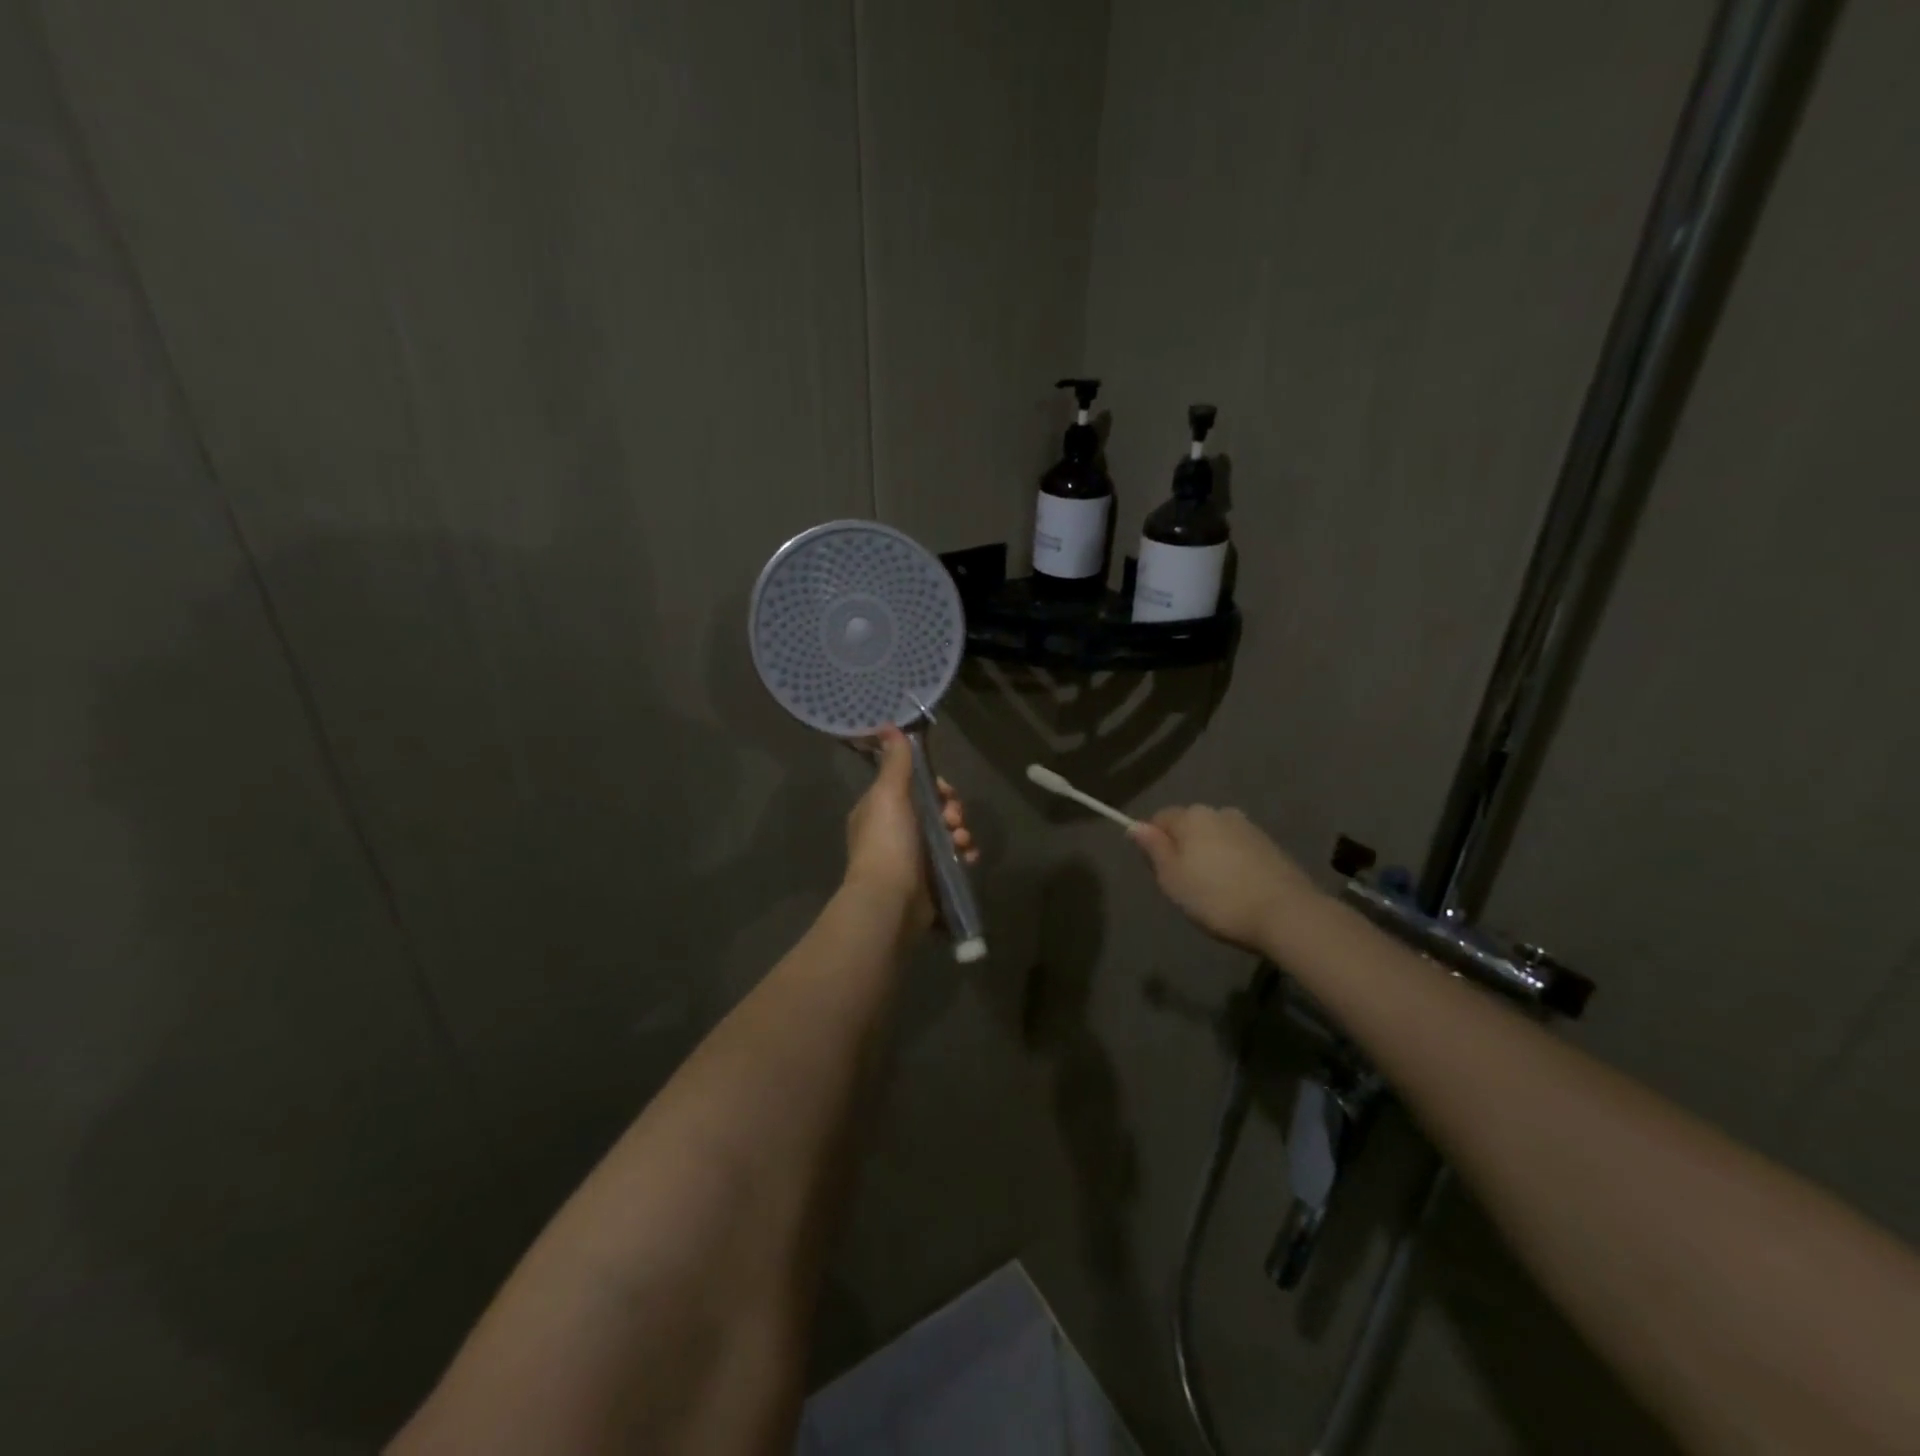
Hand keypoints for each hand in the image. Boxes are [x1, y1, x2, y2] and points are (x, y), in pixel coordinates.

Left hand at [844, 726, 975, 927]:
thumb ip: (895, 762)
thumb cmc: (888, 842)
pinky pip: (953, 858)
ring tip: (961, 842)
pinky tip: (969, 857)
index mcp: (879, 810)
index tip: (946, 790)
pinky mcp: (929, 879)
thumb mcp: (889, 794)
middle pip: (934, 809)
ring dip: (961, 832)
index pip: (913, 786)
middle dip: (952, 810)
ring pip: (946, 833)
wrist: (891, 900)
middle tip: (954, 818)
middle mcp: (894, 832)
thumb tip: (887, 725)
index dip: (935, 785)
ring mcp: (912, 857)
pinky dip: (964, 854)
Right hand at [1129, 805, 1315, 951]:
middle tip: (1185, 885)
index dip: (1154, 843)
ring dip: (1210, 856)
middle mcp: (1220, 812)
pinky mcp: (1271, 846)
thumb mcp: (1172, 878)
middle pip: (1190, 826)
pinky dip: (1233, 864)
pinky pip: (1238, 850)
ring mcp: (1249, 828)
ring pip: (1216, 838)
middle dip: (1184, 848)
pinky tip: (1238, 889)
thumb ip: (1153, 848)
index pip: (1160, 818)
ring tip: (1214, 890)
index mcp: (1192, 816)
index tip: (1160, 872)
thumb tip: (1134, 825)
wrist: (1286, 914)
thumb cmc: (1218, 898)